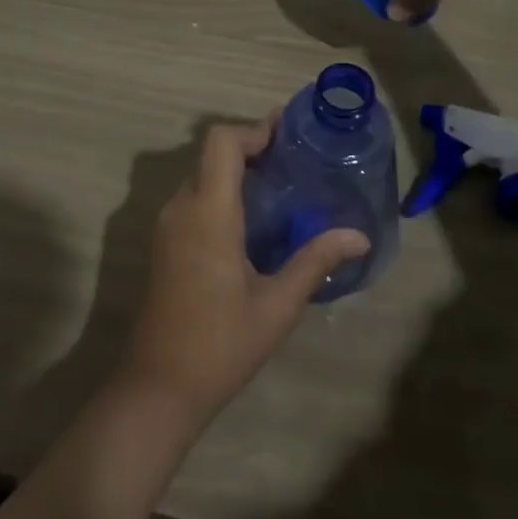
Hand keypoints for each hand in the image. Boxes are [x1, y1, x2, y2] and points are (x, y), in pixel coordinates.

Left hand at [116, 120, 369, 426]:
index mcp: (208, 213)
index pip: (221, 142)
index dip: (253, 130)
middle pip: (212, 153)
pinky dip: (221, 190)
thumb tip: (359, 236)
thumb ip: (316, 261)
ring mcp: (167, 226)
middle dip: (250, 146)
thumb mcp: (277, 305)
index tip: (287, 133)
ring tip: (280, 184)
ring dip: (235, 169)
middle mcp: (181, 208)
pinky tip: (252, 219)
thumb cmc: (220, 345)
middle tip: (293, 159)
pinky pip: (194, 198)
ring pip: (201, 174)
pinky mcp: (164, 244)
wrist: (157, 389)